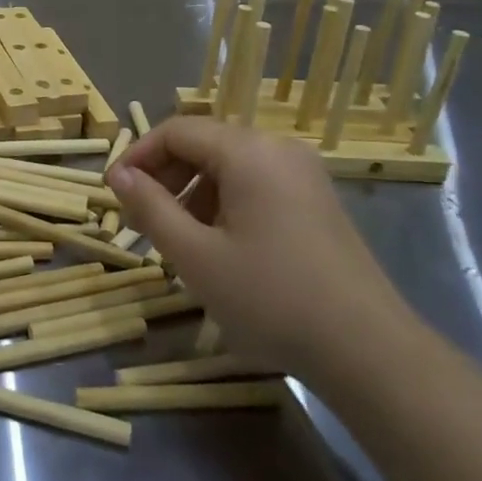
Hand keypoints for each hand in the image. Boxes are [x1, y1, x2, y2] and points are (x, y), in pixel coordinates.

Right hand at [107, 118, 414, 382]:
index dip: (138, 156)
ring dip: (192, 192)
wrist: (367, 349)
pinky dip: (224, 202)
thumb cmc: (270, 297)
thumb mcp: (195, 255)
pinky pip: (256, 184)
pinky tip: (217, 245)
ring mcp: (303, 174)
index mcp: (248, 151)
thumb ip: (150, 207)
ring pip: (229, 165)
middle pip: (204, 143)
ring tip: (174, 237)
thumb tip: (119, 176)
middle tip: (139, 219)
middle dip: (165, 176)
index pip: (176, 131)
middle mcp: (278, 149)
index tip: (114, 192)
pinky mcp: (316, 201)